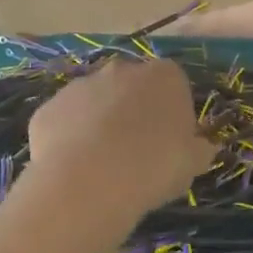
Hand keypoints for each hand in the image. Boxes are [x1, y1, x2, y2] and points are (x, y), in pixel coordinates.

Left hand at [24, 58, 214, 216]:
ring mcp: (80, 85)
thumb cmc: (155, 166)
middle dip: (135, 110)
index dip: (174, 111)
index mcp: (165, 76)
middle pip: (133, 86)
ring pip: (97, 101)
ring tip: (106, 163)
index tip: (173, 139)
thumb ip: (200, 149)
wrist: (90, 182)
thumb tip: (203, 146)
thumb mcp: (194, 163)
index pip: (175, 84)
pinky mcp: (48, 108)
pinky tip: (78, 168)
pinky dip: (72, 138)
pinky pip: (66, 121)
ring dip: (102, 122)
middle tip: (139, 149)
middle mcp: (122, 70)